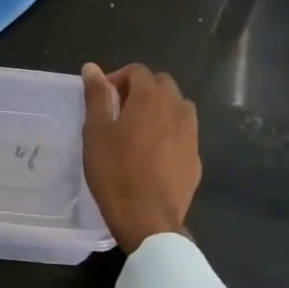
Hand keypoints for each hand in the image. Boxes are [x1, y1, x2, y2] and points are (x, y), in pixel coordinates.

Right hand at [81, 62, 199, 253]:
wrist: (148, 219)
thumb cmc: (115, 171)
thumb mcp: (96, 131)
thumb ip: (97, 96)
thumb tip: (92, 67)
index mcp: (151, 98)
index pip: (138, 71)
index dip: (118, 78)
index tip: (104, 99)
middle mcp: (177, 109)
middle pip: (162, 84)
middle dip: (141, 90)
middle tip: (120, 112)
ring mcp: (191, 134)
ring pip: (178, 107)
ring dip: (160, 109)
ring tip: (140, 131)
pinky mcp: (196, 158)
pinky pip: (184, 133)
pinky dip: (170, 133)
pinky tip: (154, 155)